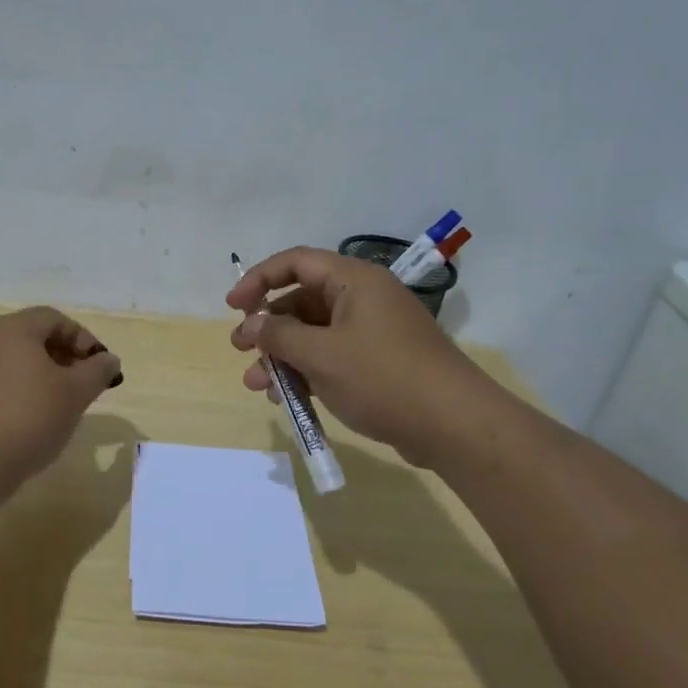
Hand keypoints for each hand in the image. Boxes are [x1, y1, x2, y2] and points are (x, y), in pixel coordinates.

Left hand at [0, 306, 122, 488]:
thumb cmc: (30, 416)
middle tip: (87, 384)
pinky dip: (25, 392)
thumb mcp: (76, 392)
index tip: (101, 367)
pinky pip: (3, 382)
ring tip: (66, 404)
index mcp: (13, 328)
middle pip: (35, 338)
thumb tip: (109, 360)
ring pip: (19, 362)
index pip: (55, 319)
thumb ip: (98, 371)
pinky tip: (37, 419)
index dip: (84, 339)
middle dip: (67, 357)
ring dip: (47, 376)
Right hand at [226, 247, 489, 463]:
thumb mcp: (322, 355)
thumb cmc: (383, 378)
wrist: (454, 425)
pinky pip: (331, 356)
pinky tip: (286, 397)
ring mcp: (372, 331)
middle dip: (267, 327)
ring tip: (256, 384)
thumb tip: (251, 324)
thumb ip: (279, 336)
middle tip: (240, 349)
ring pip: (313, 334)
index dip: (258, 279)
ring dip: (282, 356)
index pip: (296, 262)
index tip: (232, 306)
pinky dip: (306, 371)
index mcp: (353, 281)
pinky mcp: (378, 362)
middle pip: (302, 300)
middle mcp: (363, 298)